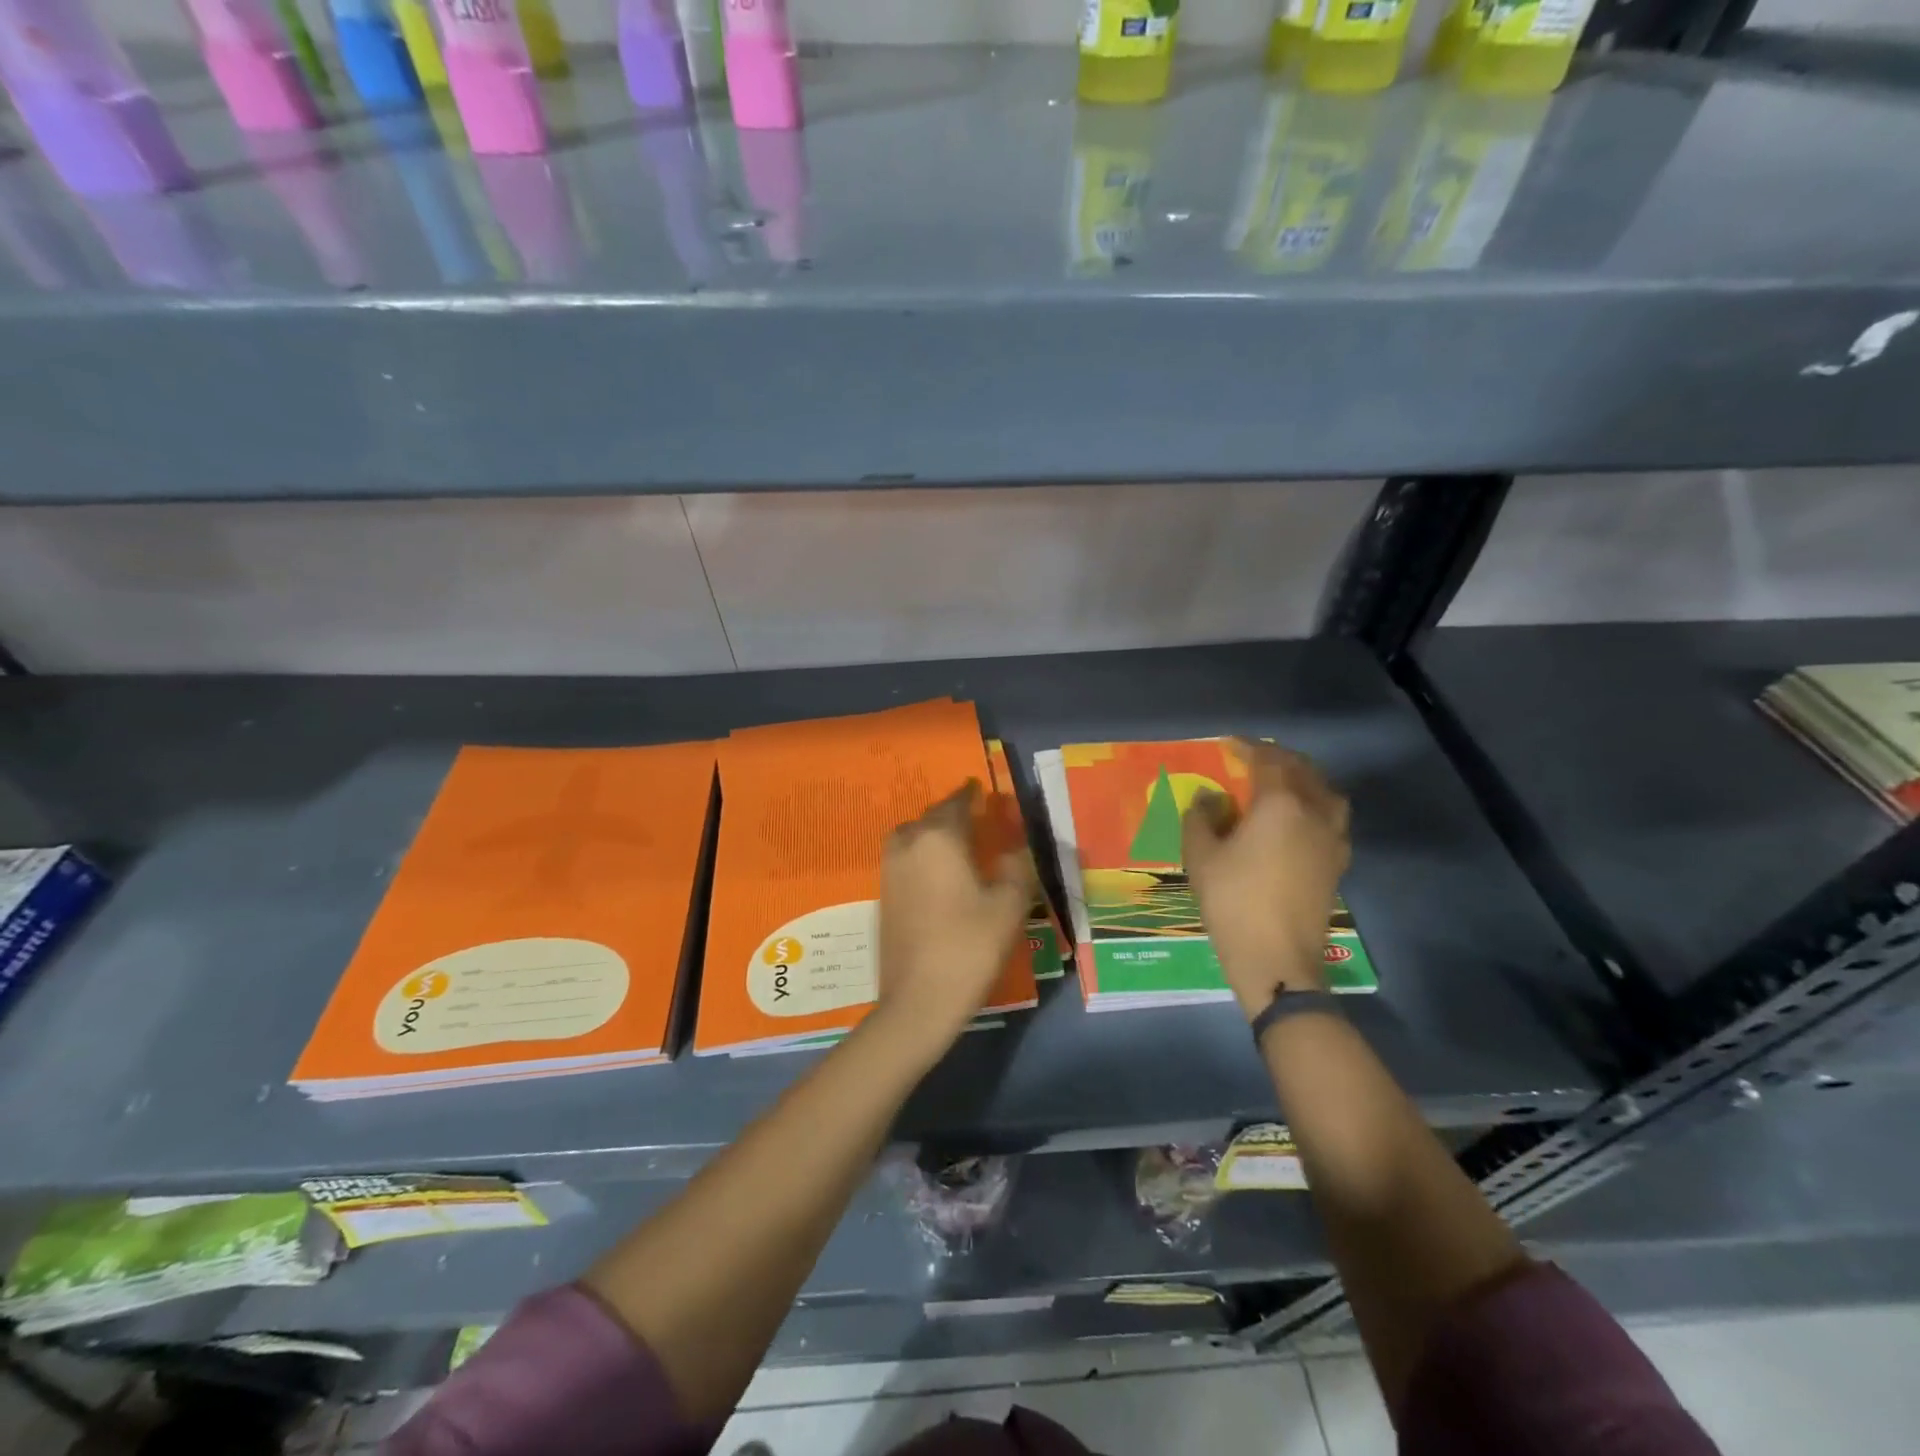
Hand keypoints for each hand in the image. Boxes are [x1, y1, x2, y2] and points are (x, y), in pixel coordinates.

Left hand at [874, 782, 1035, 1061]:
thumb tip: (1014, 846)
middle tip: (976, 820)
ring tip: (957, 846)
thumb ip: (1015, 866)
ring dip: (934, 833)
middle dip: (953, 814)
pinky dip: (922, 855)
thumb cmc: (970, 946)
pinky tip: (940, 874)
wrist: (920, 999)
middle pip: (932, 817)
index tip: (984, 792)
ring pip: (913, 836)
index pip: (957, 802)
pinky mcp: (884, 895)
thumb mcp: (1009, 904)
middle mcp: (909, 844)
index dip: (972, 795)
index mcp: (939, 838)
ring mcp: (890, 869)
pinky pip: (905, 858)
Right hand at [1182, 740, 1350, 1017]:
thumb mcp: (1201, 857)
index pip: (1267, 760)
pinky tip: (1298, 819)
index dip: (1247, 748)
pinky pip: (1332, 816)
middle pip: (1302, 770)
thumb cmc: (1232, 901)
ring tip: (1282, 783)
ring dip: (1304, 778)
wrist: (1276, 958)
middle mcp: (1314, 812)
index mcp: (1280, 803)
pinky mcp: (1338, 862)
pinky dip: (1316, 804)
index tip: (1228, 743)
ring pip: (1326, 791)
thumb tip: (1209, 798)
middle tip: (1253, 759)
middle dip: (1278, 758)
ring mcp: (1333, 838)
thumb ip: (1201, 818)